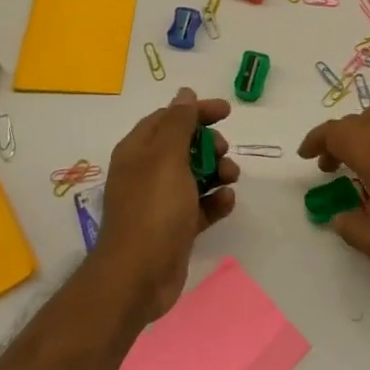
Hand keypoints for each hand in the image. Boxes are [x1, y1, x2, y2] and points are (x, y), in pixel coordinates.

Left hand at [92, 88, 237, 325]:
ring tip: (230, 180)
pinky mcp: (176, 227)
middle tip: (223, 153)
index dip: (197, 111)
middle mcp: (147, 172)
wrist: (139, 277)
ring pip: (196, 175)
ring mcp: (161, 201)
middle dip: (210, 145)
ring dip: (218, 172)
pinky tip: (226, 202)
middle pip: (185, 145)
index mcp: (139, 151)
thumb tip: (184, 93)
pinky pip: (201, 205)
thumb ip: (178, 122)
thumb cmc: (153, 209)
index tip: (227, 112)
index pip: (169, 118)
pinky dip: (216, 200)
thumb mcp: (167, 157)